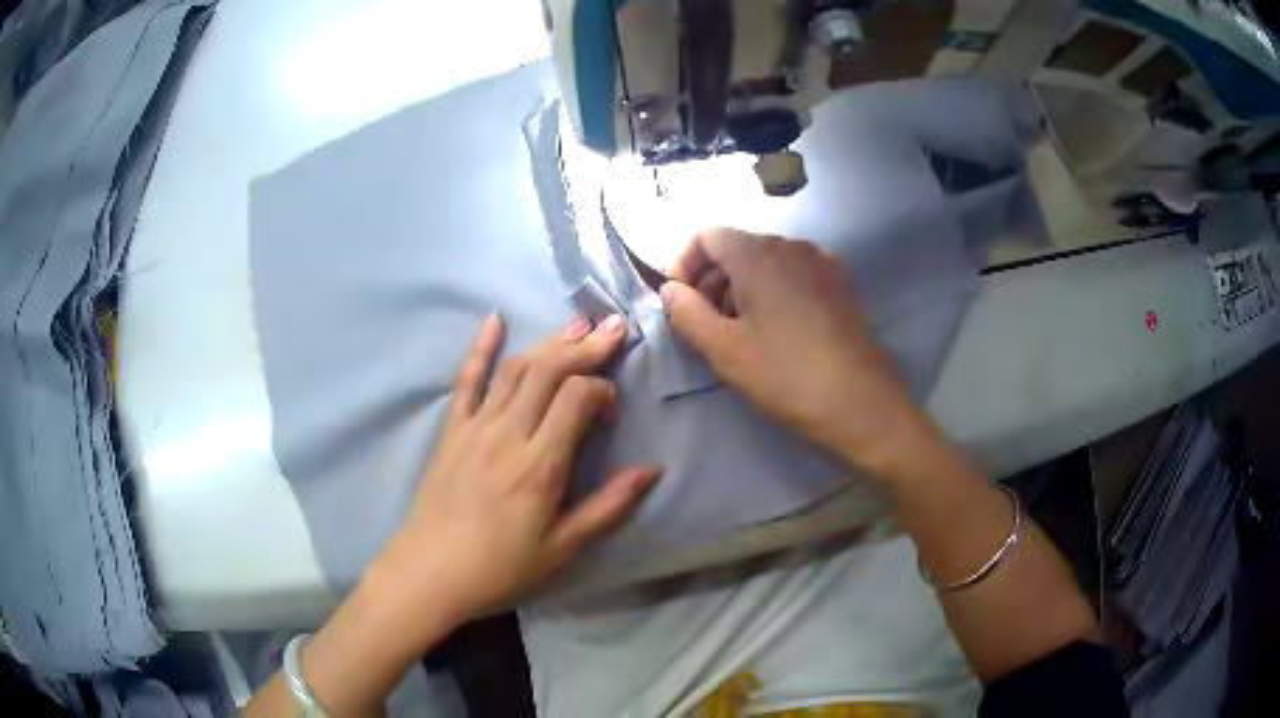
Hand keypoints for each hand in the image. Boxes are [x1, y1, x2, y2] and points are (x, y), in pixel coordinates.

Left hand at [367, 313, 658, 627]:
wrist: (431, 572)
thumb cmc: (501, 567)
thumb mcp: (563, 547)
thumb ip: (608, 506)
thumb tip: (651, 470)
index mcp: (540, 464)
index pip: (577, 398)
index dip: (602, 390)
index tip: (612, 409)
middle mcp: (508, 433)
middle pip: (548, 370)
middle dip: (584, 346)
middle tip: (613, 328)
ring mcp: (475, 427)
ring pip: (515, 369)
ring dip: (548, 342)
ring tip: (577, 323)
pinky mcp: (452, 430)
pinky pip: (466, 380)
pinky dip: (481, 347)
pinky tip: (494, 320)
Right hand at [658, 228, 935, 476]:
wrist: (862, 403)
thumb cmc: (787, 376)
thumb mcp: (724, 351)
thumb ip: (686, 313)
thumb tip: (670, 290)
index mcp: (759, 254)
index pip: (706, 235)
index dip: (684, 264)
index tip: (681, 303)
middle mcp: (791, 245)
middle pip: (736, 246)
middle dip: (711, 280)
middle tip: (707, 326)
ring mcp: (821, 263)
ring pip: (765, 261)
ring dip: (740, 288)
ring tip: (741, 334)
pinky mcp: (839, 284)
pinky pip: (792, 274)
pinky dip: (772, 292)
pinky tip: (777, 332)